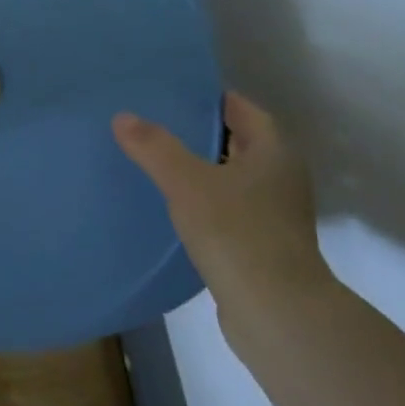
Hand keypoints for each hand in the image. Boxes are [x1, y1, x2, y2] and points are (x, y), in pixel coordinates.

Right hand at [112, 93, 334, 338]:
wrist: (276, 312)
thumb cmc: (237, 232)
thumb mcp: (186, 182)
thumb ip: (154, 147)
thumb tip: (123, 117)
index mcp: (274, 152)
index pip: (240, 109)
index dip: (207, 98)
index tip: (170, 94)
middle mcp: (281, 177)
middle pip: (237, 143)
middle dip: (199, 133)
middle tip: (154, 125)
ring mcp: (276, 214)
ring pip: (232, 179)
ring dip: (201, 171)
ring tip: (156, 164)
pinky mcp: (264, 245)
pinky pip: (230, 210)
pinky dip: (205, 203)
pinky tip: (174, 209)